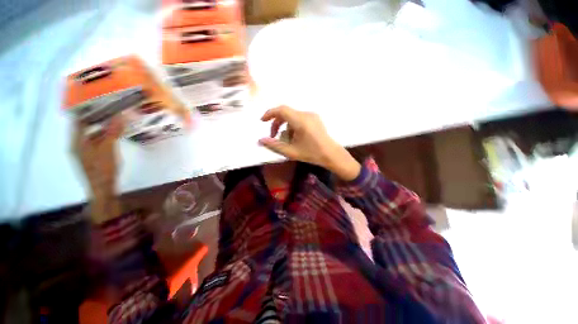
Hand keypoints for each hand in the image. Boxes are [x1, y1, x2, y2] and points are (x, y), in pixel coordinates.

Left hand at [72, 116, 122, 222]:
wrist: (102, 189)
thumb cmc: (102, 168)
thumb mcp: (108, 149)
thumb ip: (112, 132)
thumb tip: (120, 115)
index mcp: (77, 141)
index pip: (79, 120)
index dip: (87, 110)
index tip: (100, 101)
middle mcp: (77, 144)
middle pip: (85, 126)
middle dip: (97, 117)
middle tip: (111, 109)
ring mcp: (84, 151)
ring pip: (91, 134)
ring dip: (101, 127)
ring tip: (115, 120)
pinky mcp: (91, 157)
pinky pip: (96, 141)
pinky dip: (103, 136)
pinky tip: (113, 135)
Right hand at [259, 106, 360, 180]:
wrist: (331, 154)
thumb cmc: (312, 154)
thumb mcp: (291, 152)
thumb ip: (274, 145)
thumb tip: (260, 140)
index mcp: (301, 121)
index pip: (281, 110)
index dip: (270, 113)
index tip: (262, 121)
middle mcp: (306, 114)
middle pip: (286, 113)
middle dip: (277, 123)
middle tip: (273, 136)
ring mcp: (312, 115)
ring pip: (292, 116)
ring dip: (285, 126)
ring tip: (286, 140)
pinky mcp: (315, 118)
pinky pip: (299, 118)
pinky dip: (293, 126)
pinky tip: (295, 137)